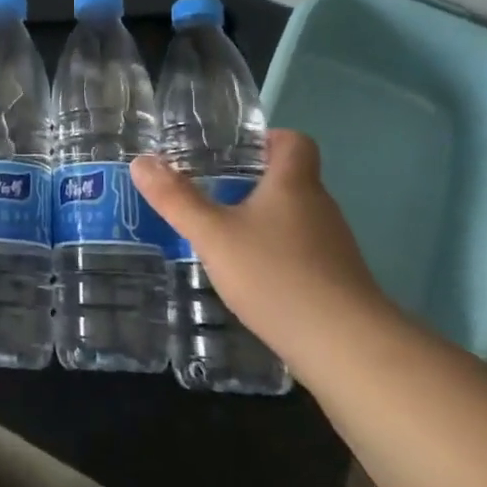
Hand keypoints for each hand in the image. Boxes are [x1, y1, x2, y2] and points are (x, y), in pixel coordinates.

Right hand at [130, 130, 396, 368]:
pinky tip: (253, 281)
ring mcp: (334, 247)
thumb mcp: (213, 235)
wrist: (345, 348)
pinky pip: (304, 254)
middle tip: (213, 194)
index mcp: (294, 184)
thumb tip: (141, 162)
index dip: (267, 139)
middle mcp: (320, 208)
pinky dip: (279, 258)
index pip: (294, 141)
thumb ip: (176, 199)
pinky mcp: (339, 283)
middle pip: (292, 180)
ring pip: (296, 220)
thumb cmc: (276, 276)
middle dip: (254, 184)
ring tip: (225, 238)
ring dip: (265, 223)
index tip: (235, 153)